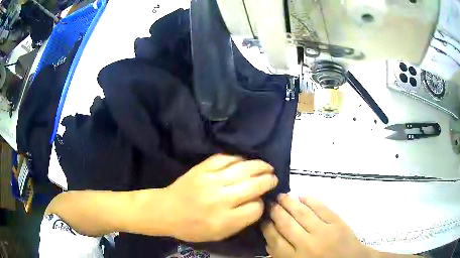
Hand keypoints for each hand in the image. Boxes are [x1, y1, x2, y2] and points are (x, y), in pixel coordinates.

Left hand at [163, 154, 277, 241]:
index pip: (255, 208)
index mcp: (224, 220)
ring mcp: (211, 180)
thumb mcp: (218, 235)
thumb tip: (257, 204)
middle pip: (254, 186)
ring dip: (260, 166)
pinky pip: (226, 158)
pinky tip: (244, 161)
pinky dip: (238, 159)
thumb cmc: (192, 227)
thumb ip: (241, 222)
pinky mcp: (202, 168)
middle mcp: (220, 199)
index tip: (259, 202)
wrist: (166, 210)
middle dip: (268, 180)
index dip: (261, 204)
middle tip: (273, 178)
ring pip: (244, 169)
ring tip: (267, 167)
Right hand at [262, 194, 370, 257]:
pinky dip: (311, 200)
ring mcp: (323, 231)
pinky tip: (303, 195)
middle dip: (275, 211)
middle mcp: (306, 244)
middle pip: (286, 224)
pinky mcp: (337, 222)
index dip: (267, 226)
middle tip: (269, 202)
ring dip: (290, 203)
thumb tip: (270, 240)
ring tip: (282, 195)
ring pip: (302, 213)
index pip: (274, 239)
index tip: (262, 217)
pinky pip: (321, 208)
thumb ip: (282, 256)